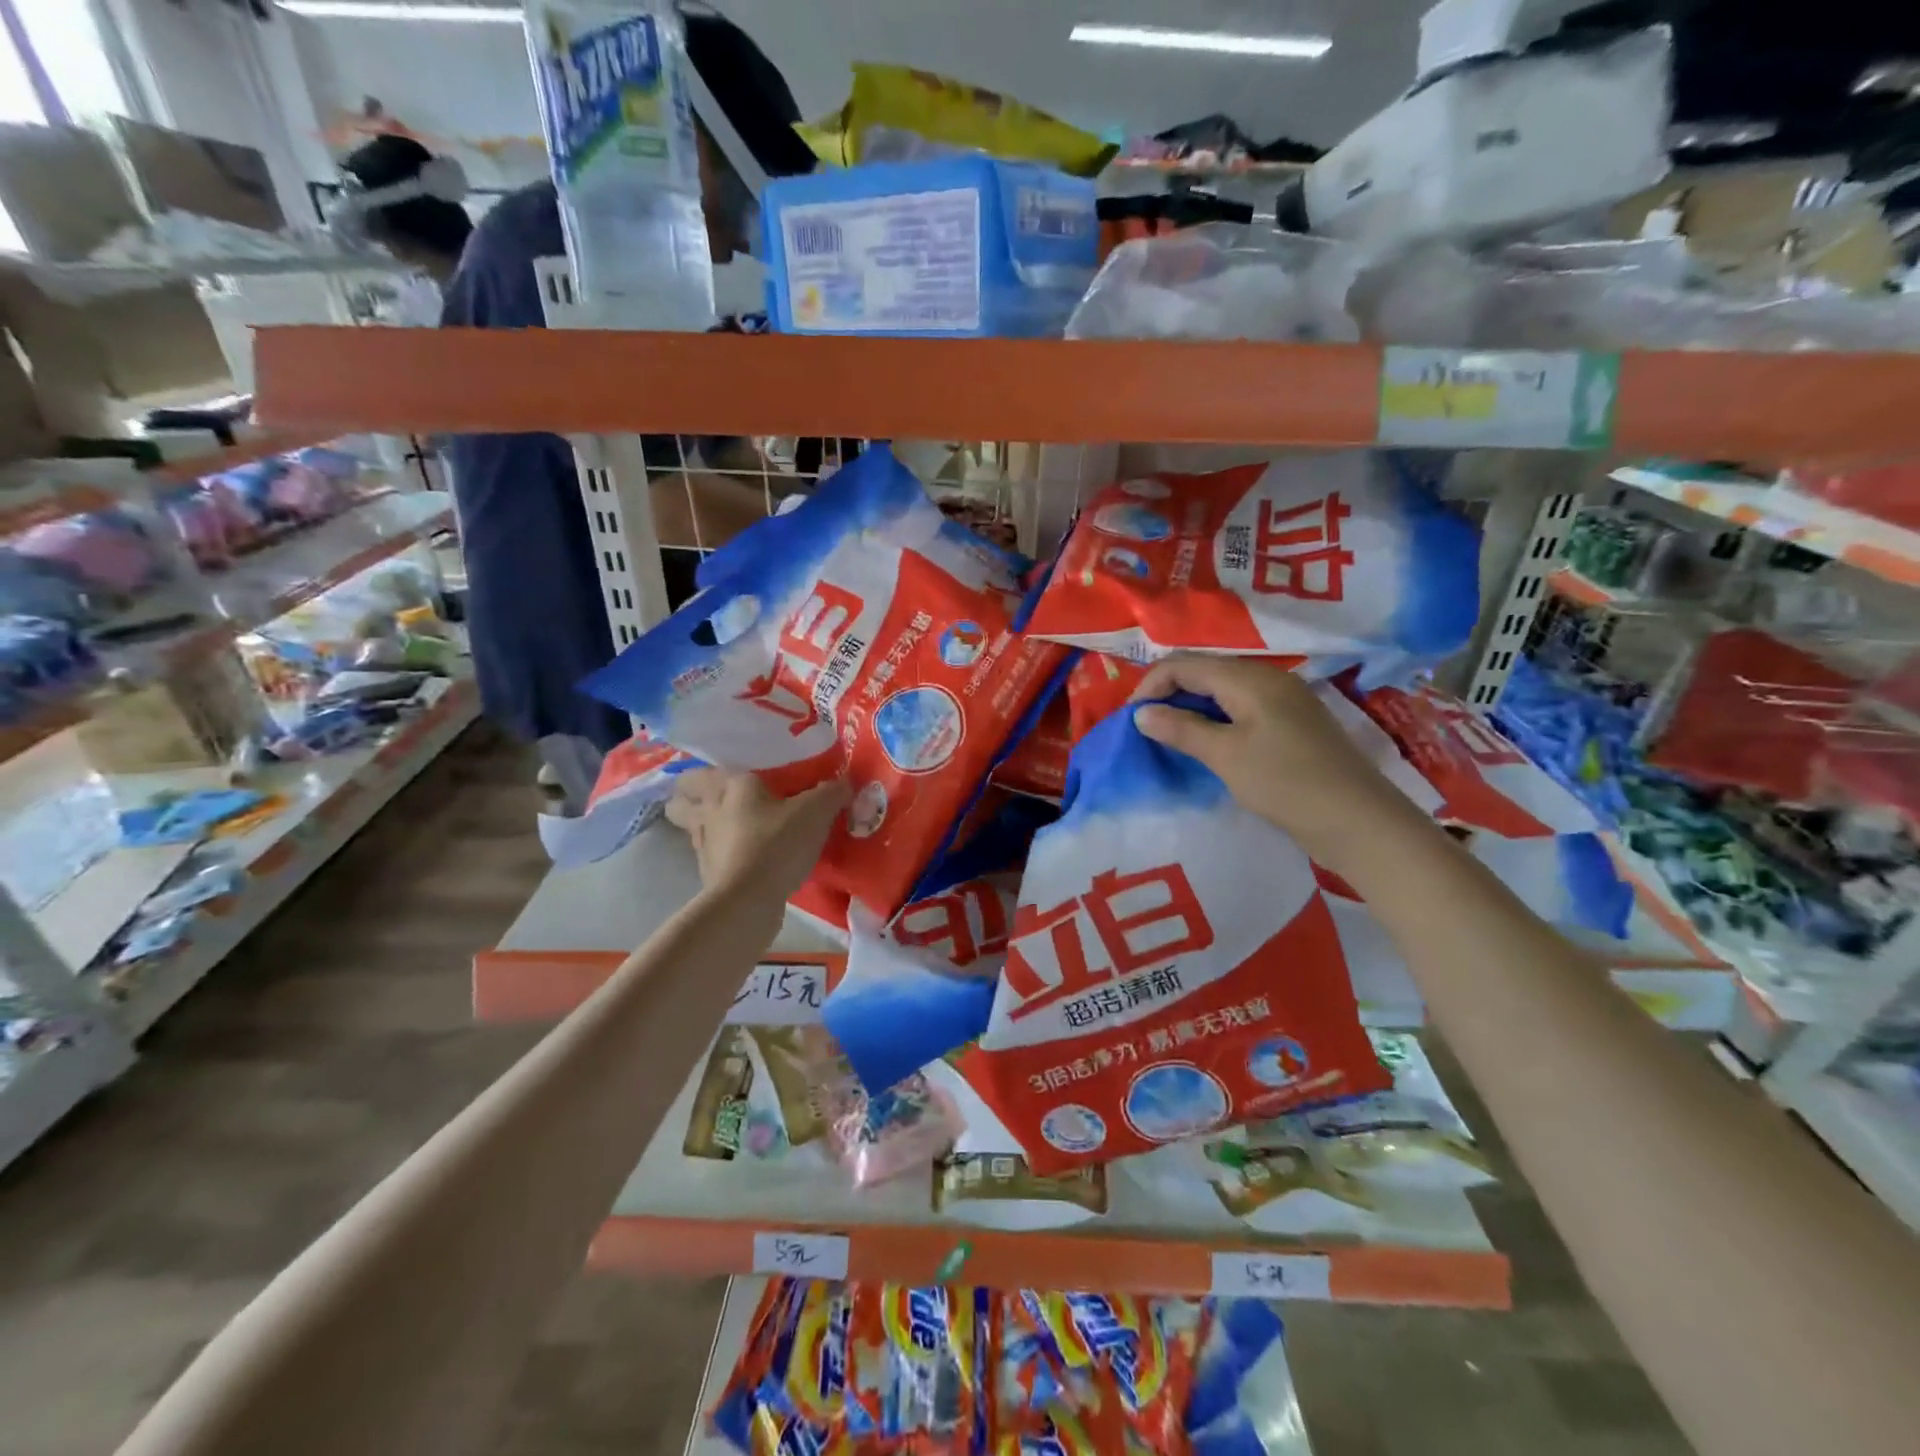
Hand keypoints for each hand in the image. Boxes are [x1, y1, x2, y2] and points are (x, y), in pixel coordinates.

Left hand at [665, 770, 847, 899]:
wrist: (748, 901)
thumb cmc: (777, 843)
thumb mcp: (815, 812)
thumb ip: (831, 793)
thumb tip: (844, 783)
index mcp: (728, 785)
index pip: (699, 772)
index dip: (708, 772)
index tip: (728, 775)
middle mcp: (708, 811)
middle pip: (679, 800)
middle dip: (691, 797)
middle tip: (720, 798)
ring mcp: (703, 845)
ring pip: (691, 828)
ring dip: (706, 826)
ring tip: (733, 827)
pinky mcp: (709, 875)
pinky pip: (711, 855)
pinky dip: (723, 853)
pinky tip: (746, 856)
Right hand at [1130, 657, 1420, 870]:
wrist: (1359, 822)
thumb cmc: (1286, 783)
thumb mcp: (1226, 756)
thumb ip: (1181, 729)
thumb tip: (1141, 713)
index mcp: (1251, 678)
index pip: (1186, 664)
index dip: (1152, 685)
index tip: (1130, 719)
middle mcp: (1269, 679)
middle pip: (1205, 672)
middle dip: (1170, 693)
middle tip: (1146, 728)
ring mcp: (1285, 702)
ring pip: (1224, 691)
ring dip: (1192, 708)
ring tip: (1170, 737)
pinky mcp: (1293, 725)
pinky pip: (1243, 709)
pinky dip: (1216, 720)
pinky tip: (1208, 745)